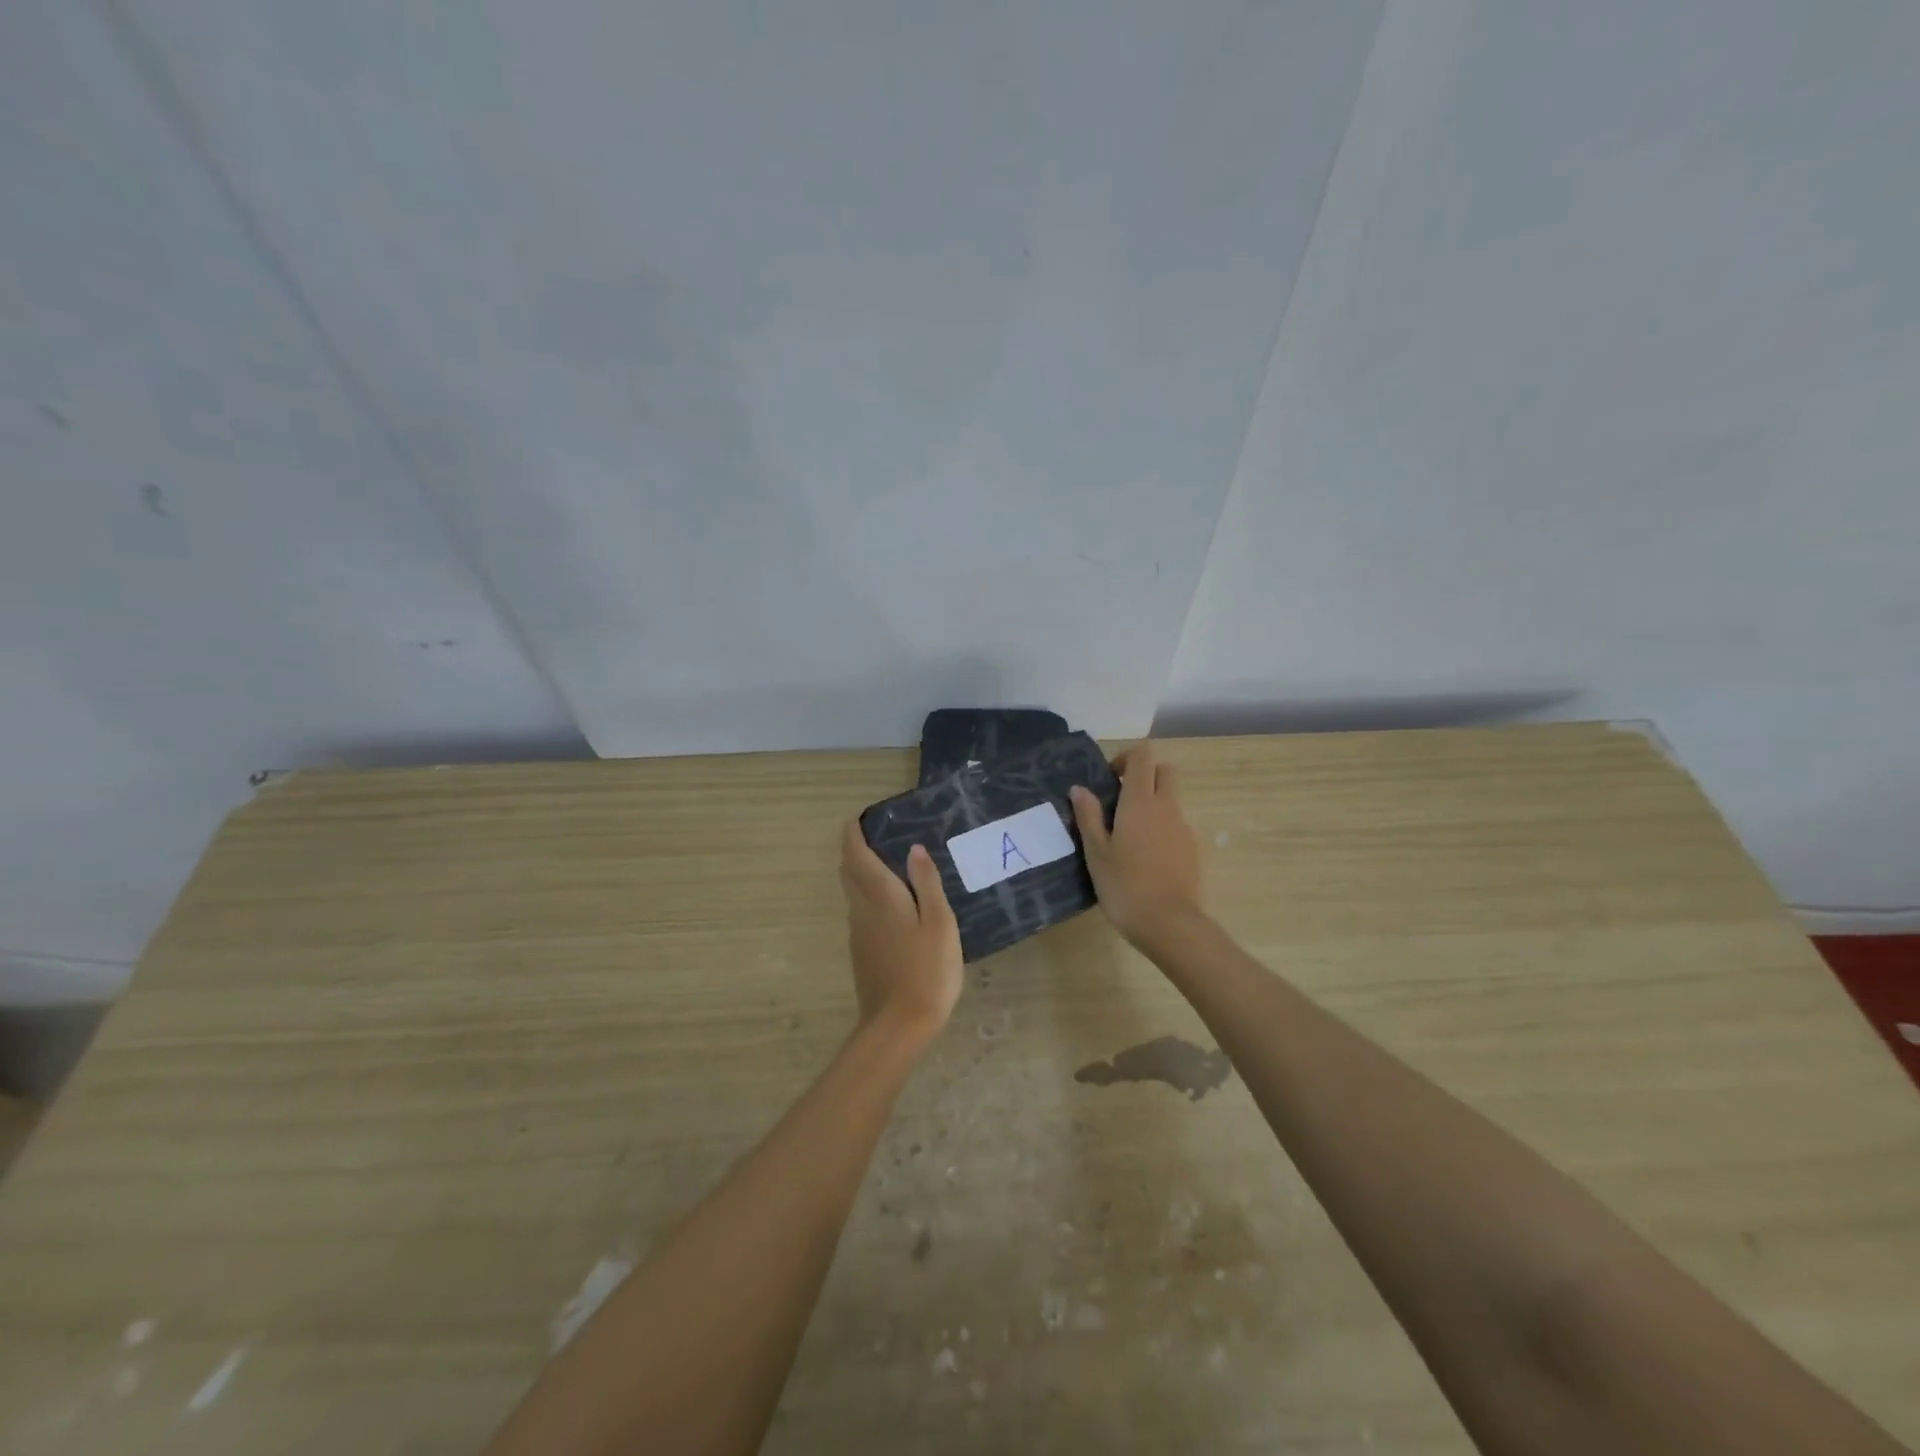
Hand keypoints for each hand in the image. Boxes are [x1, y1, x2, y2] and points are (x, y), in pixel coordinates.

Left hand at [838, 821, 963, 1044]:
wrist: (899, 1025)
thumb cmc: (927, 969)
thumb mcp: (939, 922)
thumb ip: (926, 883)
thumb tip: (913, 848)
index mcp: (880, 895)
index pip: (856, 855)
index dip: (852, 834)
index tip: (858, 818)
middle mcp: (861, 909)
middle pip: (848, 871)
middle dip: (854, 850)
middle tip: (875, 836)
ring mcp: (858, 933)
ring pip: (852, 892)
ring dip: (860, 872)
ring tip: (886, 864)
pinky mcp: (861, 952)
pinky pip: (859, 911)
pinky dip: (867, 895)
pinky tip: (891, 904)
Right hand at [1070, 742, 1205, 946]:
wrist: (1170, 924)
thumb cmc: (1125, 885)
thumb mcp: (1096, 852)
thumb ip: (1088, 816)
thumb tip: (1079, 788)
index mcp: (1140, 802)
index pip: (1142, 756)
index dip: (1126, 758)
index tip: (1109, 780)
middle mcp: (1167, 807)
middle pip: (1165, 771)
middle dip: (1145, 776)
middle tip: (1121, 801)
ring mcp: (1184, 828)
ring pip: (1172, 800)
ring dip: (1153, 805)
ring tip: (1128, 837)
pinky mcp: (1193, 850)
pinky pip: (1176, 826)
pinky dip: (1162, 830)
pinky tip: (1145, 859)